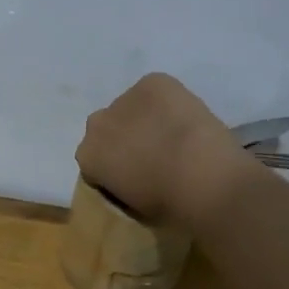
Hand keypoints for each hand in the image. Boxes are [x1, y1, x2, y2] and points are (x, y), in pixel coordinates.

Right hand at [76, 73, 247, 224]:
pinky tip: (184, 118)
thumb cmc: (167, 205)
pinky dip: (167, 101)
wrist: (202, 177)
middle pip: (108, 128)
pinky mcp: (151, 82)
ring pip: (131, 107)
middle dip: (124, 137)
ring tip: (174, 135)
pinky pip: (155, 90)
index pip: (94, 158)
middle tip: (153, 154)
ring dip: (145, 118)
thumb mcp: (132, 206)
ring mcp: (123, 99)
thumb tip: (132, 178)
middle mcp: (96, 124)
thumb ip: (121, 186)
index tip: (135, 177)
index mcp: (86, 157)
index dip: (115, 166)